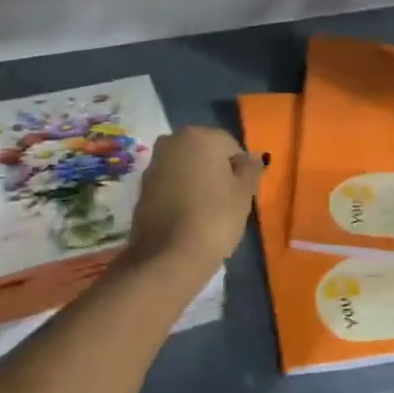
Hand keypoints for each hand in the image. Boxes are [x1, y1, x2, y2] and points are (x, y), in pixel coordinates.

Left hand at [127, 126, 264, 268]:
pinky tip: (187, 218)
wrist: (169, 256)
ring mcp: (153, 165)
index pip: (230, 146)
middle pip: (204, 154)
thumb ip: (251, 169)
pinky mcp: (141, 188)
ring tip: (206, 213)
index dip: (240, 170)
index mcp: (200, 136)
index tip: (242, 194)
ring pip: (185, 169)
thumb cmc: (215, 217)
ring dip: (196, 183)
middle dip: (215, 172)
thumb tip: (253, 158)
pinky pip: (170, 185)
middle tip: (226, 202)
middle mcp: (172, 142)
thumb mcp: (244, 193)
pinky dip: (180, 195)